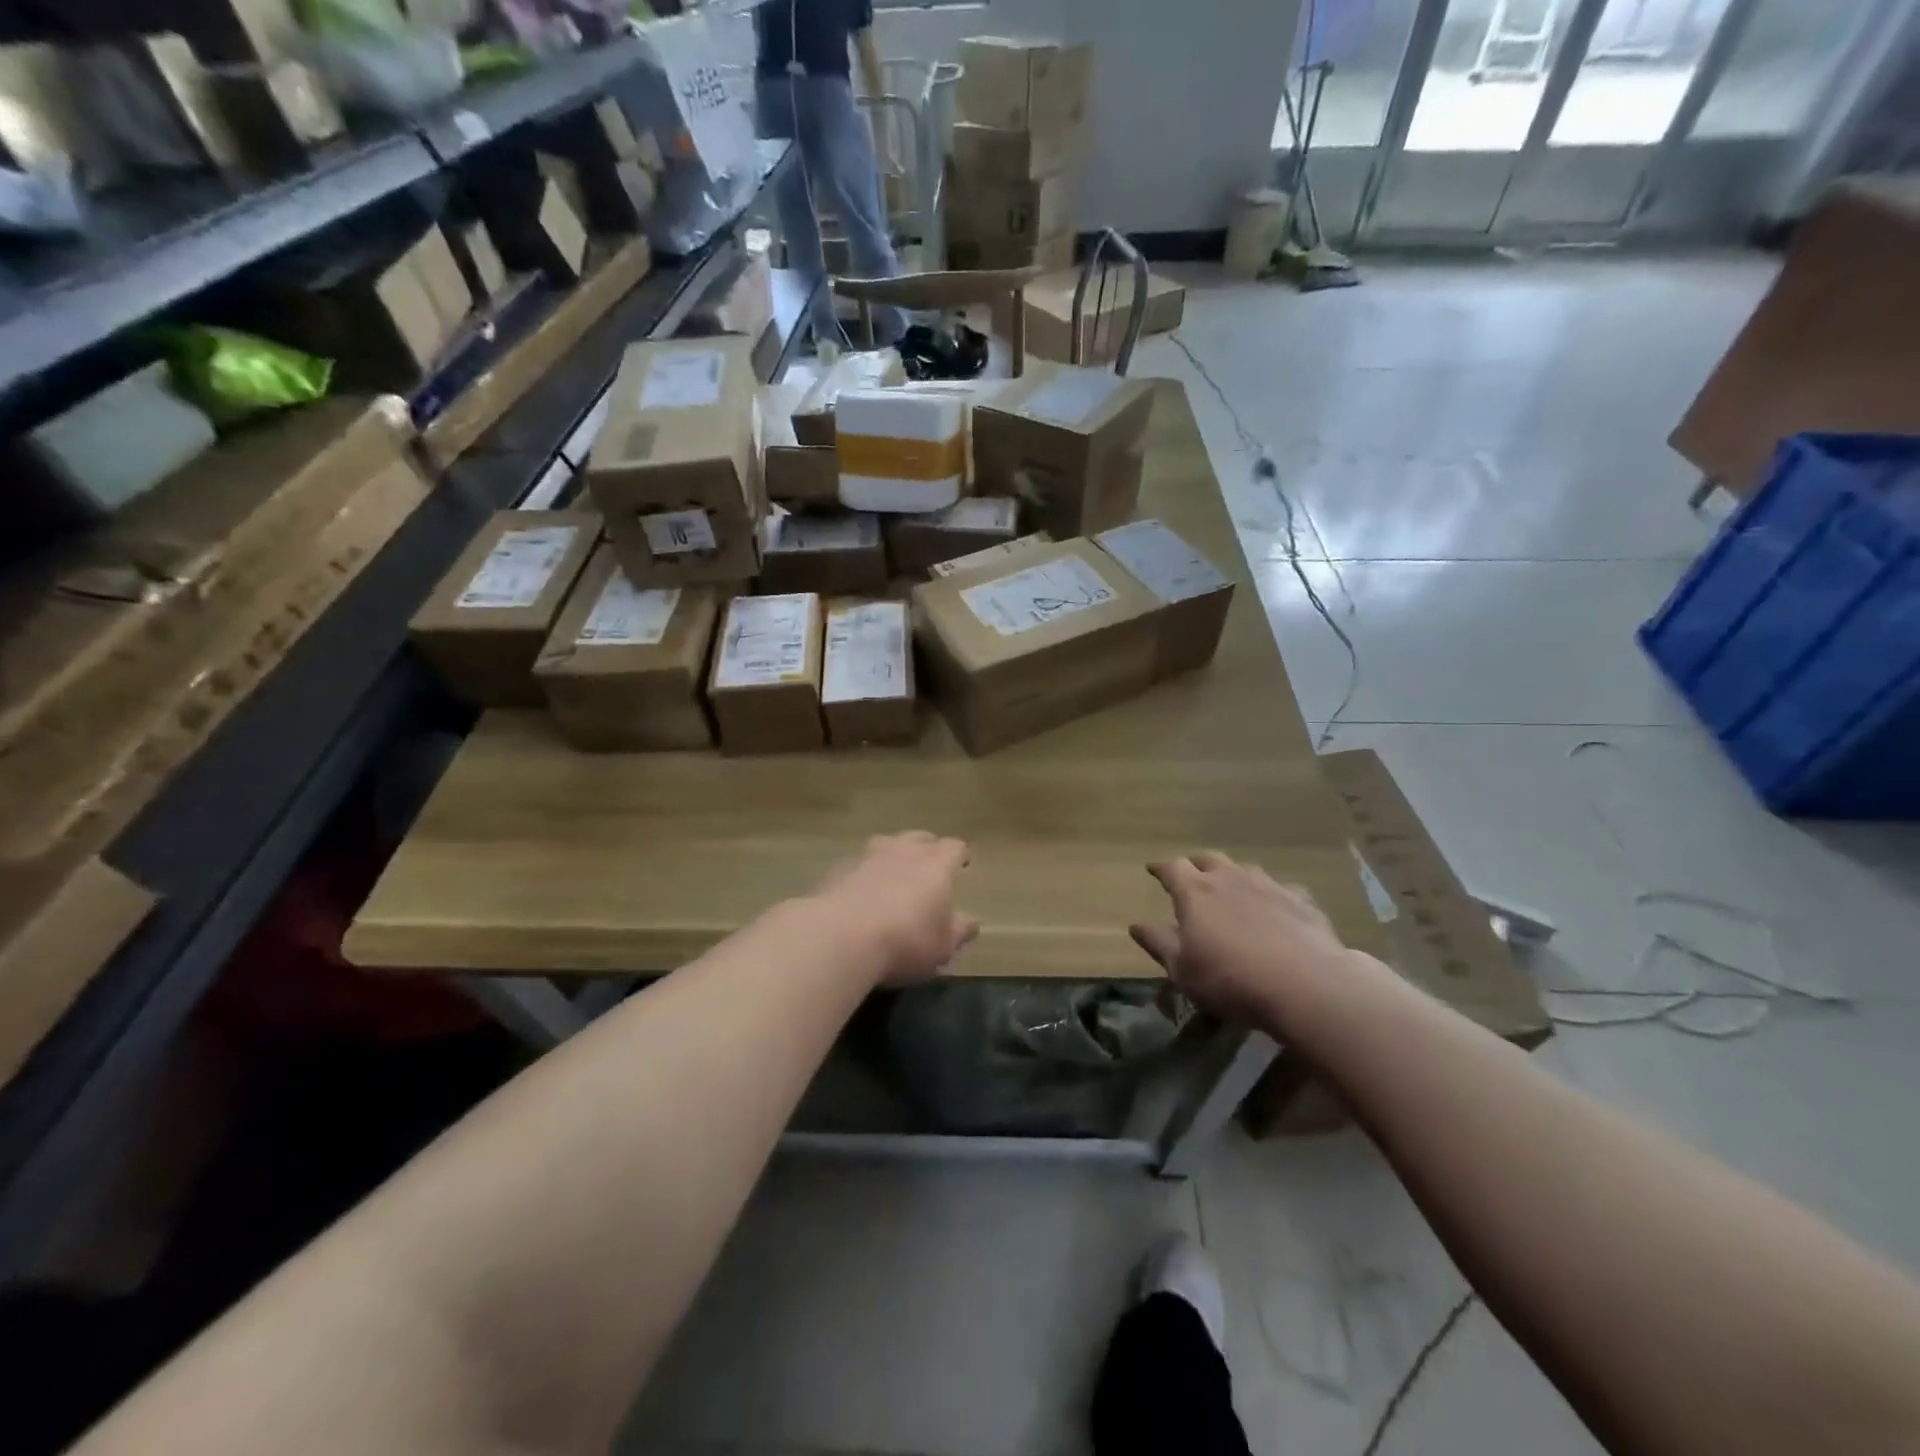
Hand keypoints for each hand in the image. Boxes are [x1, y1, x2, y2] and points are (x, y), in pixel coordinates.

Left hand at [809, 833, 976, 984]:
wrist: (841, 937)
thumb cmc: (905, 941)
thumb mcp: (943, 946)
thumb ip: (959, 931)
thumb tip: (971, 922)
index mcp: (936, 864)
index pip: (954, 847)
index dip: (959, 855)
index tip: (962, 863)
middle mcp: (903, 850)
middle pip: (920, 838)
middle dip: (927, 849)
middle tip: (928, 866)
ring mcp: (868, 855)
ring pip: (886, 844)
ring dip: (893, 855)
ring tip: (893, 873)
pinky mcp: (838, 869)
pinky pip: (858, 863)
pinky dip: (864, 872)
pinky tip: (861, 892)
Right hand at [1130, 852, 1352, 1028]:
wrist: (1306, 985)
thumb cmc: (1231, 979)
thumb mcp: (1182, 969)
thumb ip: (1159, 943)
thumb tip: (1136, 925)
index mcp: (1195, 892)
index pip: (1172, 868)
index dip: (1161, 868)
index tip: (1152, 869)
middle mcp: (1229, 879)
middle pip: (1208, 859)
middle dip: (1195, 864)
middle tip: (1190, 874)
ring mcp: (1268, 886)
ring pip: (1244, 869)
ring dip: (1232, 875)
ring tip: (1230, 888)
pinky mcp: (1301, 901)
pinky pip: (1279, 889)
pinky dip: (1269, 894)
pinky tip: (1275, 909)